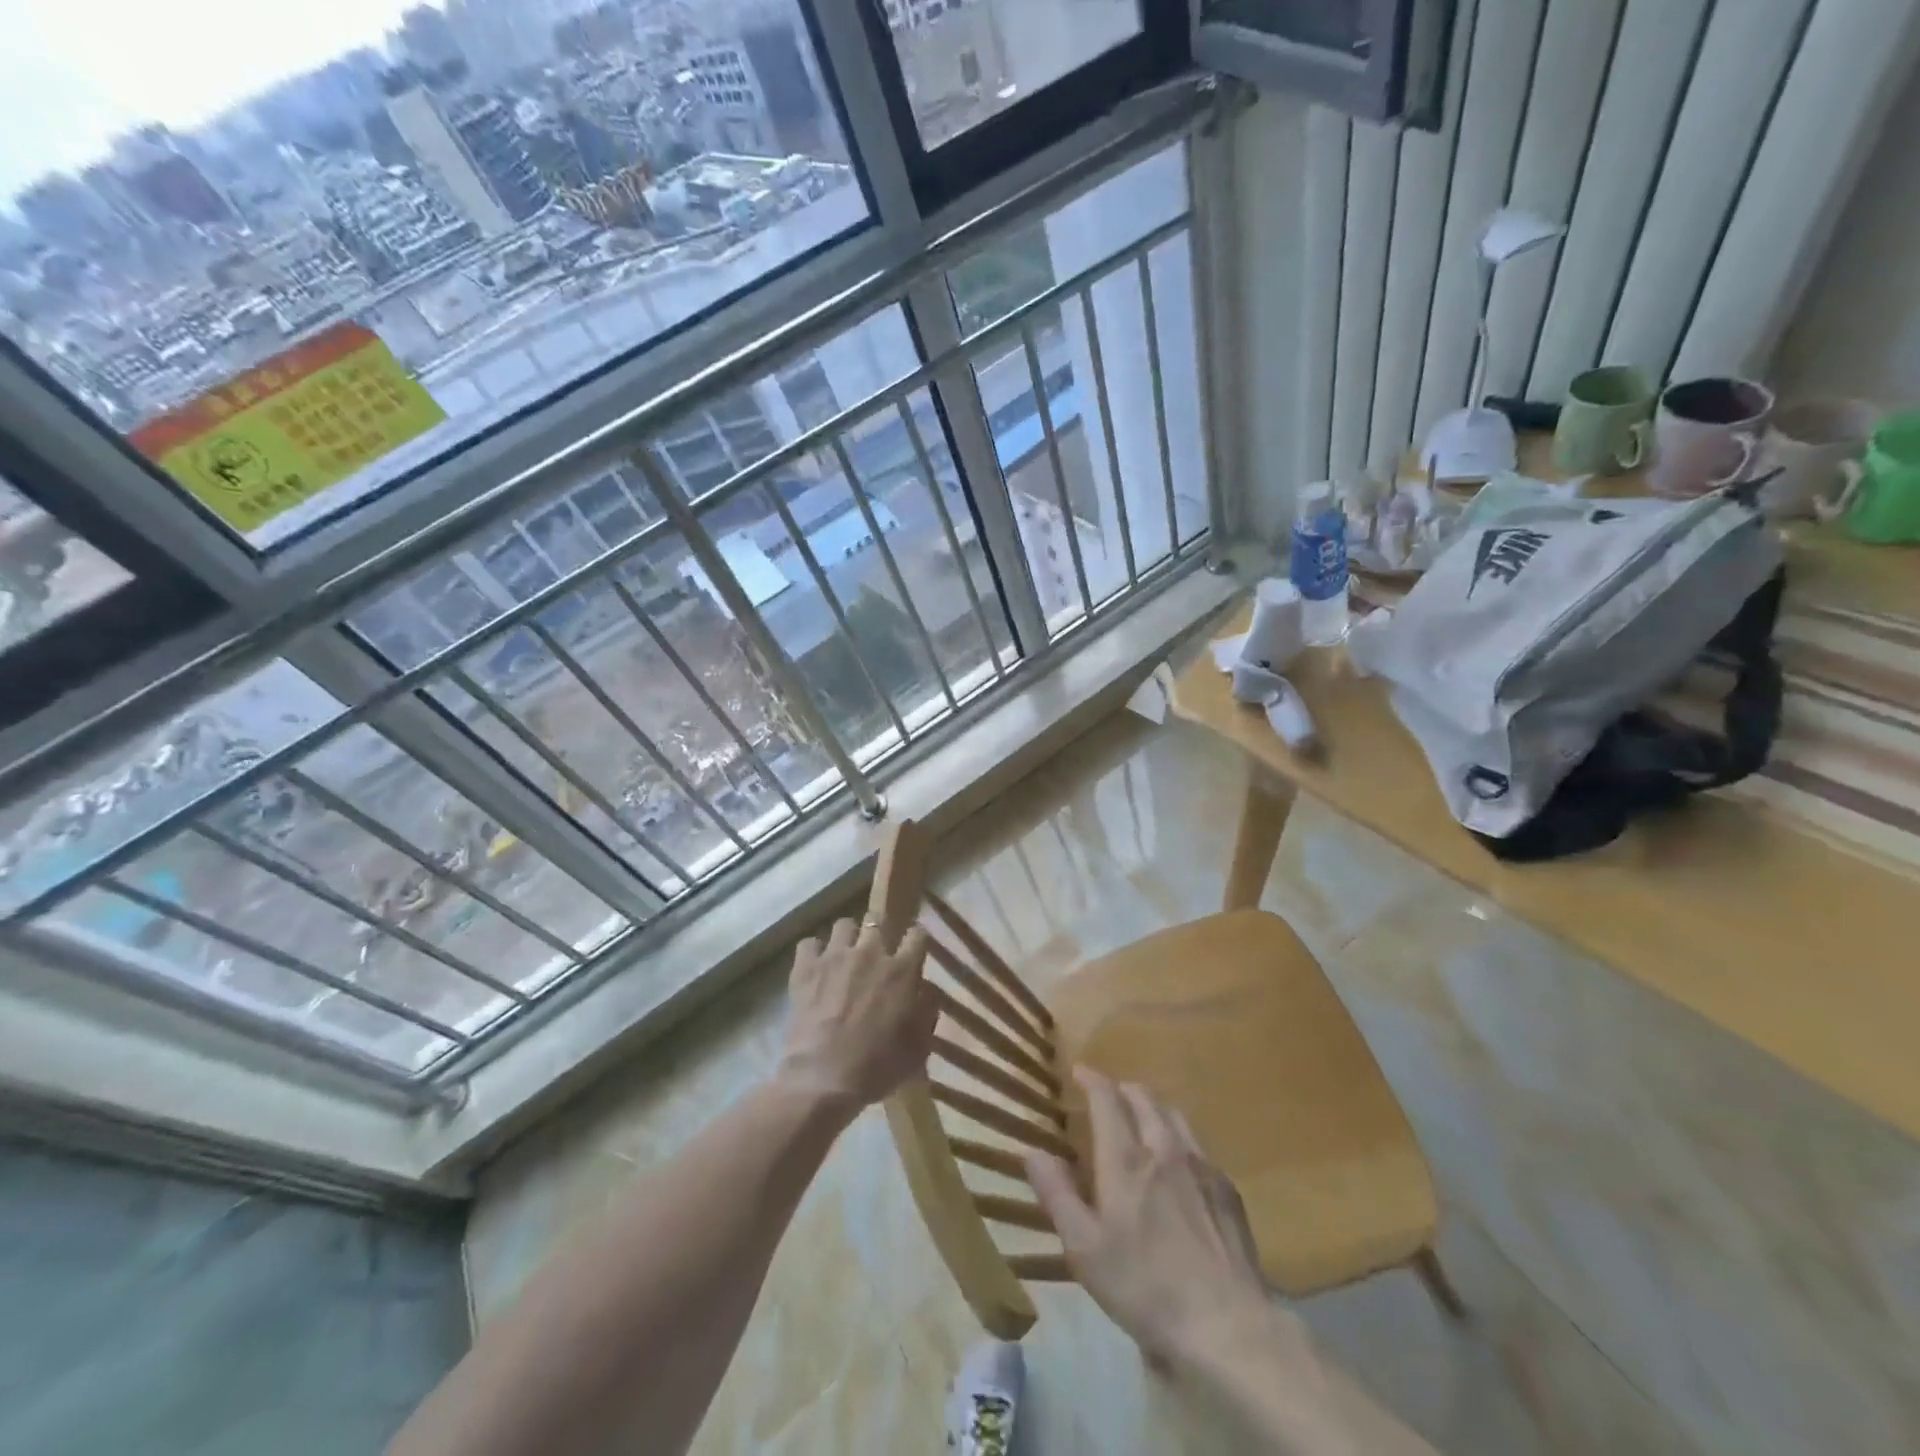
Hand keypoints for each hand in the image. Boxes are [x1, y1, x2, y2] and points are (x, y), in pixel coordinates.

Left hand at [777, 918, 938, 1116]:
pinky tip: (816, 966)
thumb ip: (928, 1010)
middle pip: (879, 920)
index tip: (914, 948)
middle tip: (877, 952)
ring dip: (848, 938)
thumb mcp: (919, 1046)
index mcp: (902, 970)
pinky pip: (810, 942)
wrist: (823, 1079)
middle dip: (881, 931)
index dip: (917, 939)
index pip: (918, 934)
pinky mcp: (806, 967)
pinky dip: (814, 952)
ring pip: (844, 925)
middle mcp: (870, 953)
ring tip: (845, 956)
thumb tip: (929, 989)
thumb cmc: (877, 1066)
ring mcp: (835, 956)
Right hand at [1026, 1069, 1273, 1363]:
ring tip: (1142, 1120)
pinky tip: (1179, 1163)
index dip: (1091, 1080)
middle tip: (1108, 1099)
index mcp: (1125, 1159)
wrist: (1226, 1324)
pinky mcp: (1227, 1188)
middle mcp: (1163, 1148)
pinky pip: (1198, 1145)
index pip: (1107, 1098)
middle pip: (1143, 1097)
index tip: (1079, 1072)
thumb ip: (1057, 1194)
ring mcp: (1201, 1165)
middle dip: (1121, 1090)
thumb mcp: (1085, 1249)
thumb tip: (1033, 1151)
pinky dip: (1179, 1137)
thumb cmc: (1144, 1286)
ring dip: (1153, 1108)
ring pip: (1174, 1115)